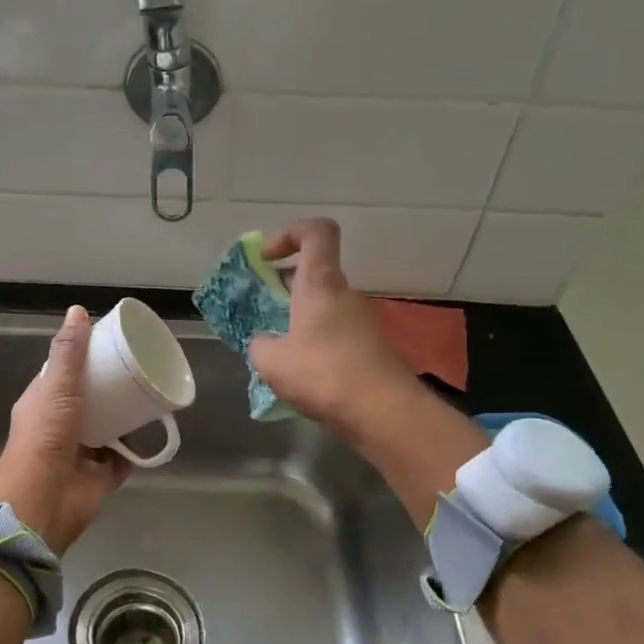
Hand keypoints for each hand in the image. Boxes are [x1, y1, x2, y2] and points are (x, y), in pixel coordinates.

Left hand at [0, 306, 130, 552]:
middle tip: (139, 368)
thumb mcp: (56, 386)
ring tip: (150, 393)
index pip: (63, 374)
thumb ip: (68, 352)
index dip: (83, 359)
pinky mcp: (100, 476)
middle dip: (110, 388)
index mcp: (44, 403)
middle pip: (89, 400)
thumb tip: (77, 310)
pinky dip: (136, 447)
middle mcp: (60, 426)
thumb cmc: (46, 436)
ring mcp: (81, 452)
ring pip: (107, 428)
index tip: (109, 344)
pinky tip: (153, 429)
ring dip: (125, 416)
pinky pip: (122, 458)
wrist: (45, 499)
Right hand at [246, 218, 418, 433]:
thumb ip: (260, 345)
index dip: (290, 234)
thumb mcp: (271, 361)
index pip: (316, 232)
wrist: (383, 411)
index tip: (267, 259)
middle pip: (315, 274)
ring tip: (277, 355)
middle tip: (261, 315)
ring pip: (324, 308)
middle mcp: (344, 295)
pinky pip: (335, 335)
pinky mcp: (370, 349)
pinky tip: (302, 377)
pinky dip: (315, 346)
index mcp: (320, 283)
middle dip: (284, 289)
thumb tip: (265, 344)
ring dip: (298, 322)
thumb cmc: (323, 373)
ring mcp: (362, 322)